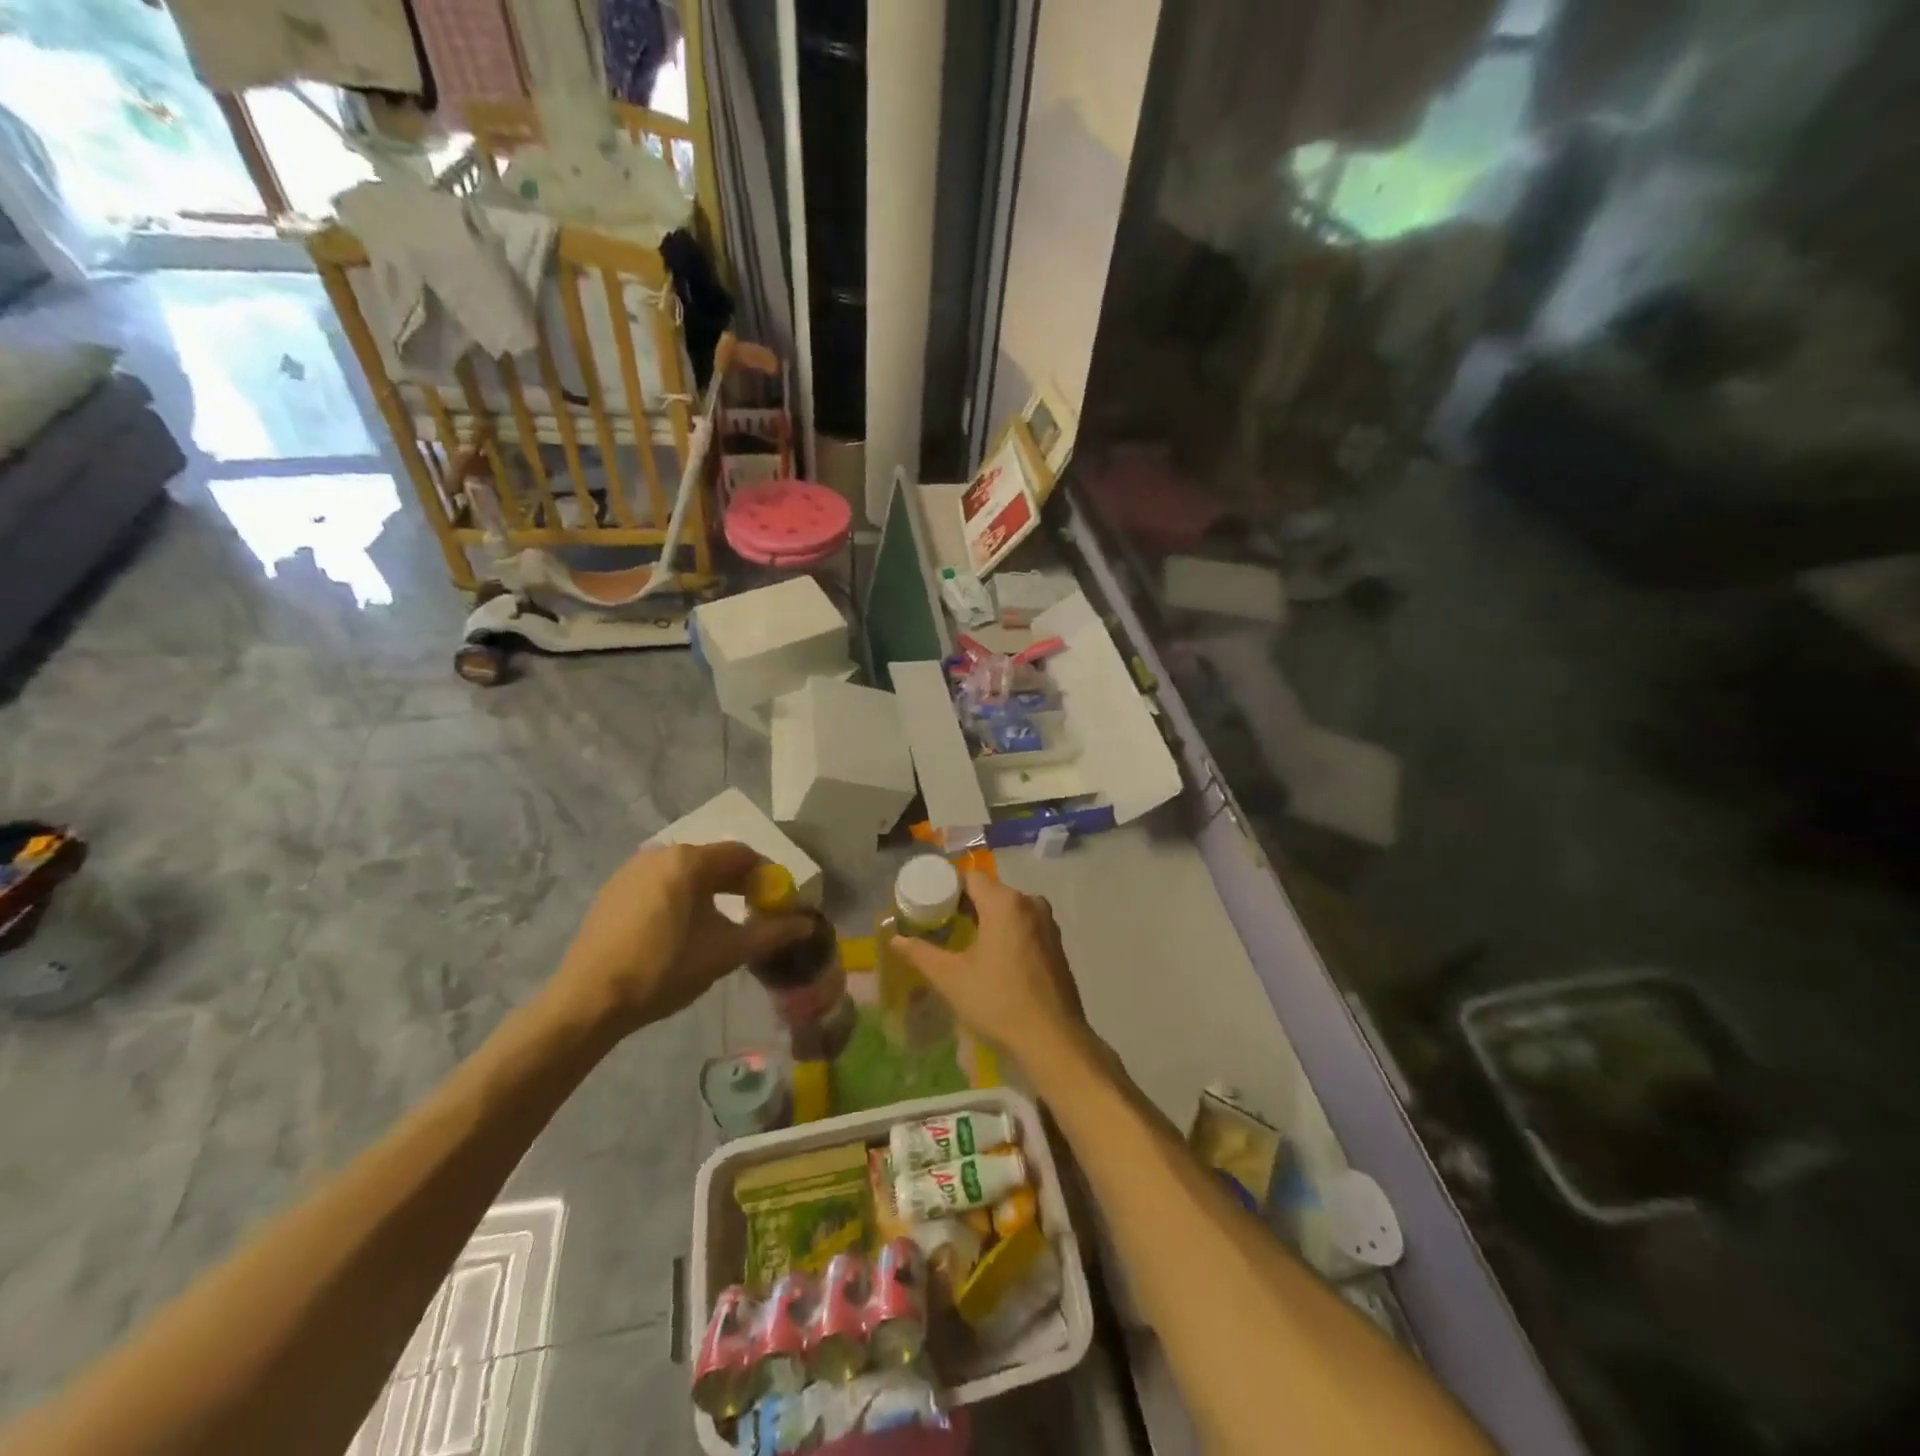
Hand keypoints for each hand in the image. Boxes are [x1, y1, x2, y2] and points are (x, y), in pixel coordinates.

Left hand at [552, 841, 811, 1033]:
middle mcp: (660, 854)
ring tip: (720, 924)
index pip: (742, 854)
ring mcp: (631, 871)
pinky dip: (680, 897)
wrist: (589, 1001)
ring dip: (709, 891)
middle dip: (739, 884)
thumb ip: (771, 933)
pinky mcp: (613, 891)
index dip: (766, 875)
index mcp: (689, 861)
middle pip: (712, 860)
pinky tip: (681, 930)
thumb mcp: (726, 952)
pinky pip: (660, 884)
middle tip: (754, 913)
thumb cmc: (665, 969)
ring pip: (685, 872)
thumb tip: (808, 924)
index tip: (778, 902)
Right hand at [887, 871, 1088, 1066]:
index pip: (971, 878)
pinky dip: (1006, 933)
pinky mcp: (1057, 944)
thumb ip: (921, 953)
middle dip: (966, 906)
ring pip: (1009, 910)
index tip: (931, 908)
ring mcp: (1048, 924)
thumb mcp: (951, 978)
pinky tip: (994, 960)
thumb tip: (895, 938)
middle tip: (941, 928)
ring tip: (964, 944)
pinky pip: (1025, 926)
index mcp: (1005, 903)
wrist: (1052, 1039)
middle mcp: (1031, 903)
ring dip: (987, 920)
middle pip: (991, 892)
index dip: (948, 889)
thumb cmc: (998, 1001)